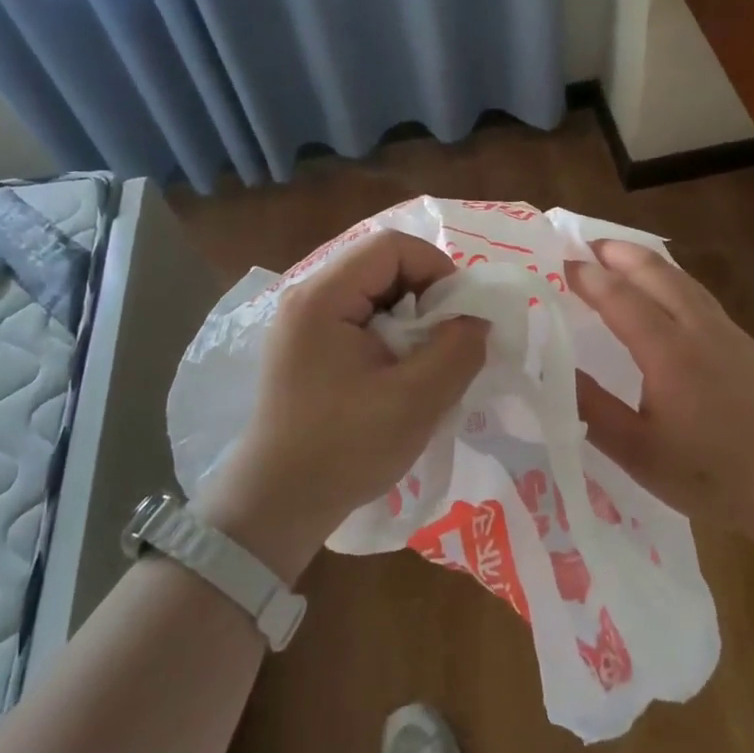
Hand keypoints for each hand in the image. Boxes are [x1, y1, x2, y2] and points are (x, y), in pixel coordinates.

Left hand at [195, 230, 487, 581]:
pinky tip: (398, 373)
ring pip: (372, 292)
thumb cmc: (344, 449)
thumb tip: (477, 319)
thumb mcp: (416, 400)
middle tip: (445, 340)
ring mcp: (301, 323)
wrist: (275, 505)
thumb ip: (457, 349)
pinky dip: (388, 335)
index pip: (390, 246)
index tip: (458, 315)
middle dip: (424, 295)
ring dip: (408, 317)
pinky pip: (357, 318)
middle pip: (380, 265)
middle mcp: (306, 297)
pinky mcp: (303, 348)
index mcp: (322, 297)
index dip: (436, 268)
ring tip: (425, 360)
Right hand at [565, 239, 753, 547]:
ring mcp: (727, 332)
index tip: (557, 263)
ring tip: (620, 257)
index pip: (619, 297)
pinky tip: (668, 294)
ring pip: (681, 279)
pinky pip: (699, 294)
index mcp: (667, 350)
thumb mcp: (639, 451)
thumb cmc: (713, 473)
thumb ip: (592, 408)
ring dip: (646, 261)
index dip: (587, 277)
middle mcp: (697, 328)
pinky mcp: (746, 344)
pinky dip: (671, 279)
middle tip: (585, 245)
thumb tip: (550, 370)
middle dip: (618, 253)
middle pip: (655, 272)